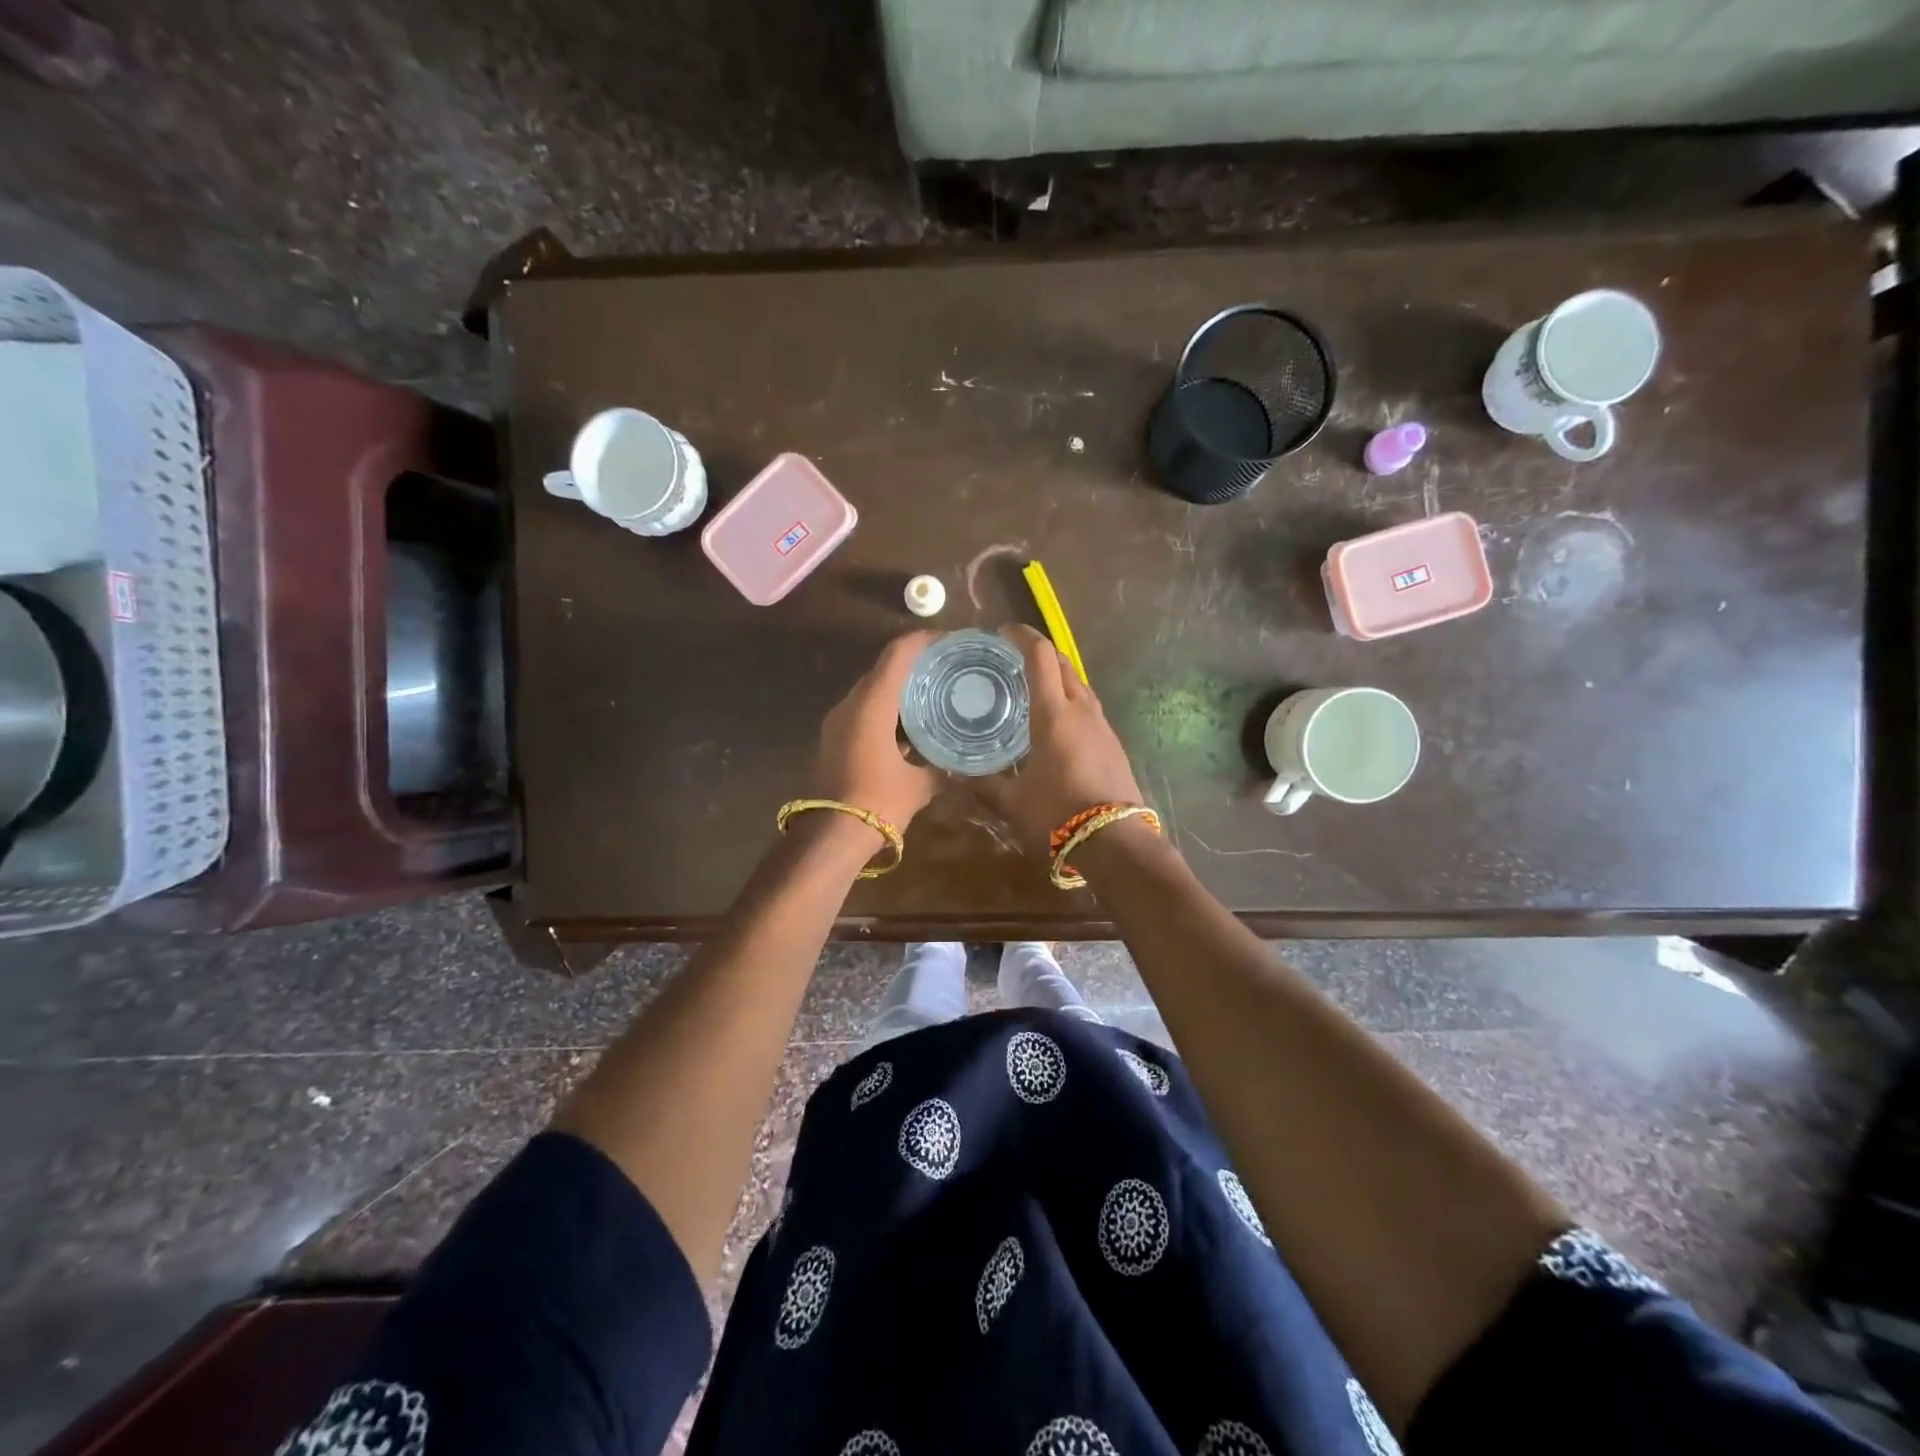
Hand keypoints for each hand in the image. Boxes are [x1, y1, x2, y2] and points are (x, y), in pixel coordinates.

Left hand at [813, 631, 941, 831]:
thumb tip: (961, 764)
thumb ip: (942, 768)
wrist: (831, 835)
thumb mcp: (920, 785)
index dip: (924, 641)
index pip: (898, 654)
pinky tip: (910, 727)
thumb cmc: (878, 804)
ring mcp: (837, 722)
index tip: (949, 642)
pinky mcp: (834, 739)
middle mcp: (850, 705)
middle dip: (914, 665)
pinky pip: (863, 712)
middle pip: (883, 669)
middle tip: (946, 670)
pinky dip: (886, 711)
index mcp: (872, 705)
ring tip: (932, 696)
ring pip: (872, 691)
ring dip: (899, 690)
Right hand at [968, 625, 1145, 851]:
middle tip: (1013, 659)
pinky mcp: (1113, 743)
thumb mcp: (1012, 803)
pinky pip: (1088, 706)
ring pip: (1080, 684)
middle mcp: (1081, 710)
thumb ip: (983, 786)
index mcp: (1054, 714)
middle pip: (1064, 663)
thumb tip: (953, 775)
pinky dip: (1070, 699)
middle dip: (1040, 652)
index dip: (1022, 636)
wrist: (1116, 842)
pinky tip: (1056, 721)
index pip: (1040, 656)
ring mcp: (1102, 725)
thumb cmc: (1058, 816)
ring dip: (1058, 675)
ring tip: (1033, 687)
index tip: (1002, 633)